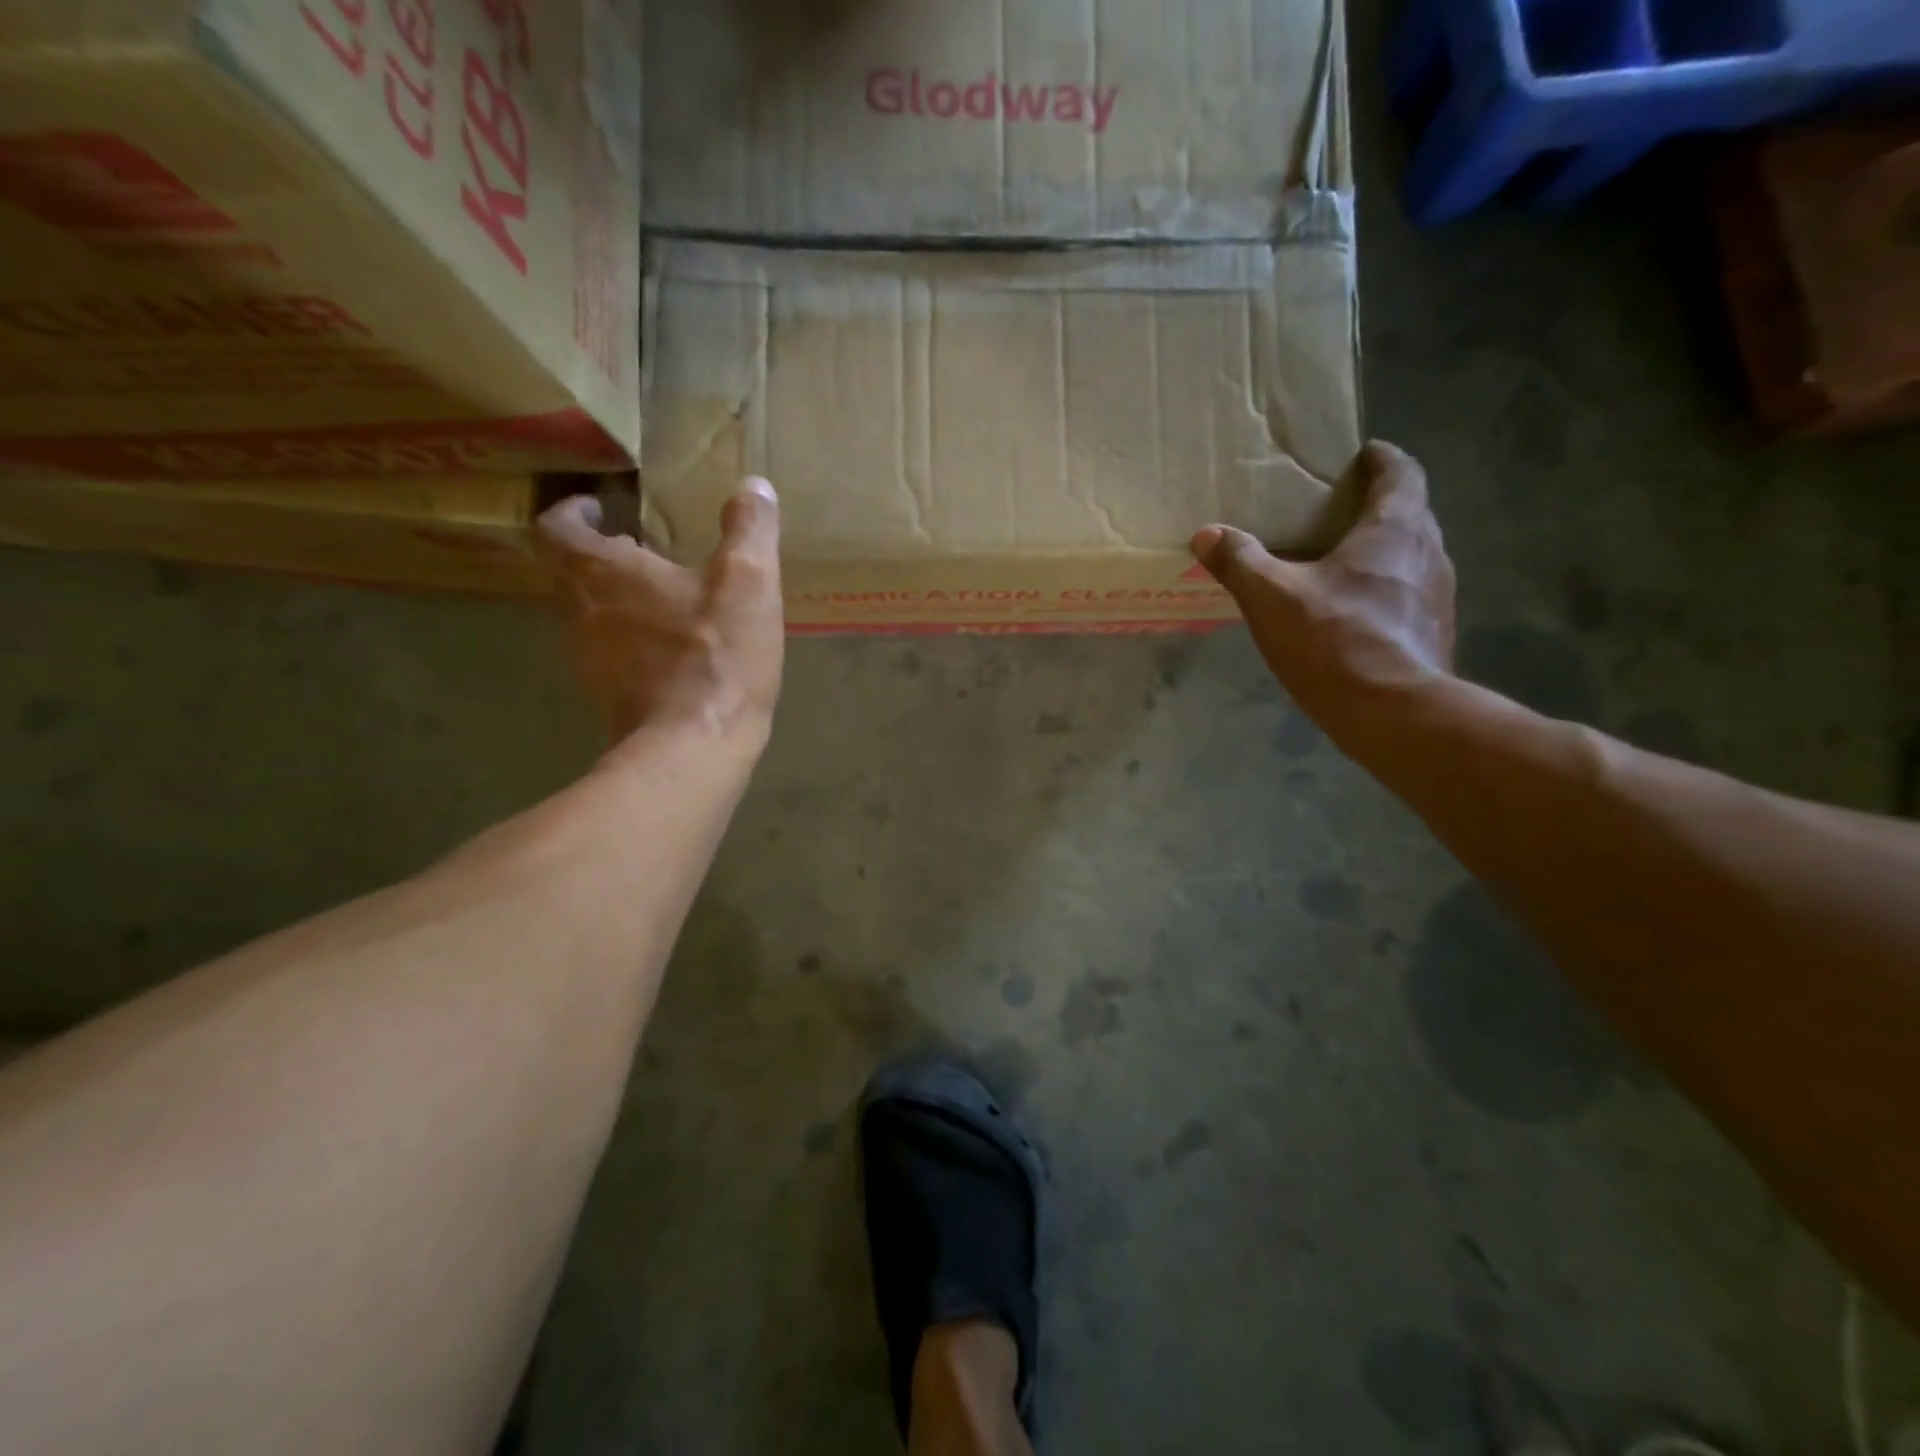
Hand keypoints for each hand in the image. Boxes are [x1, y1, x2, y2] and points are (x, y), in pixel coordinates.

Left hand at [538, 477, 783, 753]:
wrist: (691, 749)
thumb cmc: (715, 657)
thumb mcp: (749, 582)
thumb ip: (750, 530)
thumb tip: (755, 486)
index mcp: (602, 573)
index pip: (557, 527)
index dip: (573, 512)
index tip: (600, 508)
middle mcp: (579, 612)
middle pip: (571, 572)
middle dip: (603, 556)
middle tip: (642, 548)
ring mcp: (587, 660)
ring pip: (589, 615)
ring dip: (618, 599)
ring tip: (662, 597)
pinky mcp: (607, 697)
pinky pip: (609, 654)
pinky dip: (631, 640)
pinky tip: (673, 649)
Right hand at [1192, 442, 1456, 739]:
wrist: (1393, 712)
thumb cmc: (1335, 639)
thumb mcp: (1272, 597)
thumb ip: (1240, 562)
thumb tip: (1207, 534)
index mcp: (1395, 528)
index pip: (1401, 472)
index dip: (1381, 459)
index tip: (1361, 456)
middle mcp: (1429, 551)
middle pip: (1409, 513)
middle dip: (1377, 506)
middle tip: (1336, 512)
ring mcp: (1439, 594)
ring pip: (1411, 556)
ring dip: (1383, 551)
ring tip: (1340, 563)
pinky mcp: (1435, 631)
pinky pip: (1409, 595)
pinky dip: (1385, 590)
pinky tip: (1353, 614)